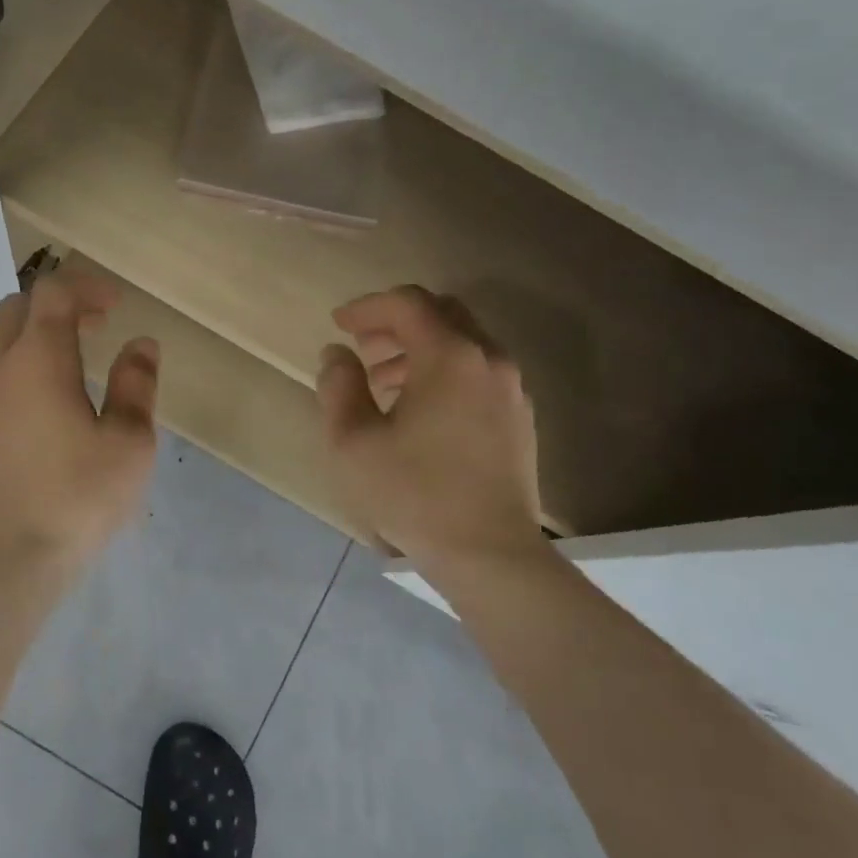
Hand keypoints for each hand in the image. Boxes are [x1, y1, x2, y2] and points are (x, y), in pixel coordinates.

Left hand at [0, 272, 159, 576]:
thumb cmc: (74, 501)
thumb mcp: (128, 445)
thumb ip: (136, 386)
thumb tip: (141, 344)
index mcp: (38, 359)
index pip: (55, 293)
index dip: (86, 287)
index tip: (114, 306)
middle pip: (16, 307)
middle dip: (56, 307)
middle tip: (91, 331)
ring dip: (18, 331)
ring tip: (48, 360)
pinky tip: (12, 398)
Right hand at [317, 286, 544, 566]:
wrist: (490, 554)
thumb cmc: (414, 495)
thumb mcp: (353, 442)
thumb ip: (339, 387)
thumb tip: (337, 355)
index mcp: (450, 356)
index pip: (407, 304)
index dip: (367, 307)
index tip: (338, 324)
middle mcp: (489, 359)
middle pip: (441, 314)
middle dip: (396, 323)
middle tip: (362, 347)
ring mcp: (511, 389)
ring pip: (462, 344)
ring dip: (419, 350)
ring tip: (382, 384)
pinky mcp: (519, 418)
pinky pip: (478, 373)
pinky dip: (444, 372)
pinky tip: (419, 412)